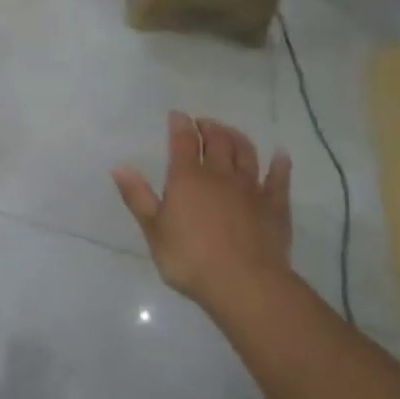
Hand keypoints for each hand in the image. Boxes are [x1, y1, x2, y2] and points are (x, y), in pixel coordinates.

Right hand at [112, 112, 293, 308]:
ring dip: (237, 138)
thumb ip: (138, 197)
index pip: (183, 142)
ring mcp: (250, 189)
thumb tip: (119, 167)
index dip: (180, 125)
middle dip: (209, 127)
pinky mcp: (274, 206)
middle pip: (217, 141)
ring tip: (230, 132)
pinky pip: (278, 179)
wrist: (244, 284)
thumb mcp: (154, 231)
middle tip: (203, 123)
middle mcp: (220, 175)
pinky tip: (280, 155)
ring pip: (246, 153)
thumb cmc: (190, 259)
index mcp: (187, 178)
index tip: (178, 115)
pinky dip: (279, 164)